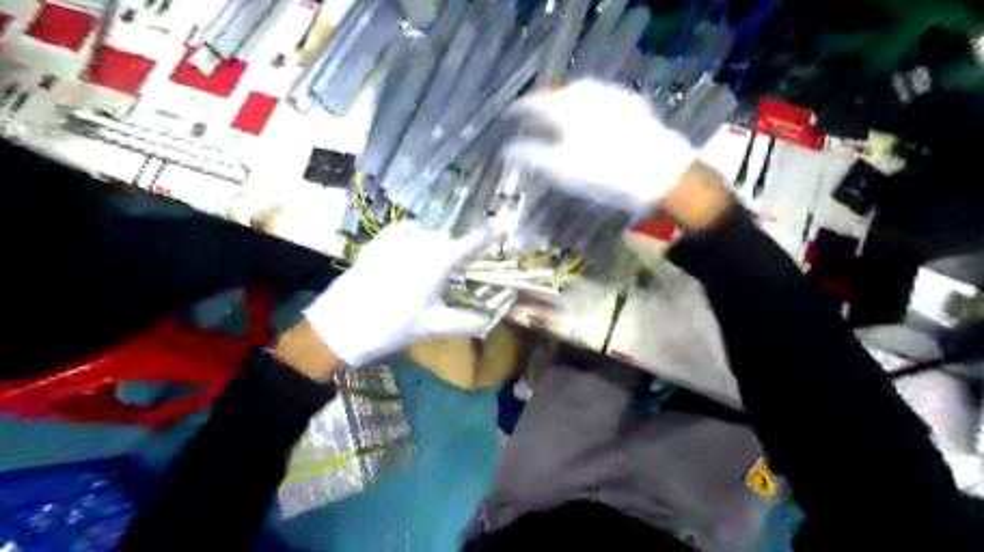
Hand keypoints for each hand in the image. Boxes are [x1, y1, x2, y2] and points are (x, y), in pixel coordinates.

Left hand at [304, 217, 495, 366]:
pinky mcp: (377, 245)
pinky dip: (412, 233)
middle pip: (446, 238)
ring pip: (424, 232)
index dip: (483, 239)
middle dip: (457, 246)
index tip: (495, 233)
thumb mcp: (433, 326)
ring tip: (436, 256)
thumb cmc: (393, 326)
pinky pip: (401, 230)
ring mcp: (396, 242)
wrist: (342, 325)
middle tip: (461, 262)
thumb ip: (466, 323)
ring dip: (435, 241)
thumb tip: (490, 322)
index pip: (468, 244)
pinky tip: (411, 243)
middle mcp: (420, 244)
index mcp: (438, 262)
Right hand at [502, 79, 698, 216]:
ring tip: (557, 118)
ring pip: (579, 94)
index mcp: (566, 107)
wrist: (661, 175)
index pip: (534, 102)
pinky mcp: (631, 105)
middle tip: (532, 119)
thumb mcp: (561, 170)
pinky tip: (589, 120)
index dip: (518, 110)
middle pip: (556, 94)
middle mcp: (587, 93)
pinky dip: (586, 107)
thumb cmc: (604, 174)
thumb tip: (508, 150)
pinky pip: (599, 99)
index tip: (508, 117)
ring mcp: (612, 96)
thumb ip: (531, 156)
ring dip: (564, 104)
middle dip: (542, 105)